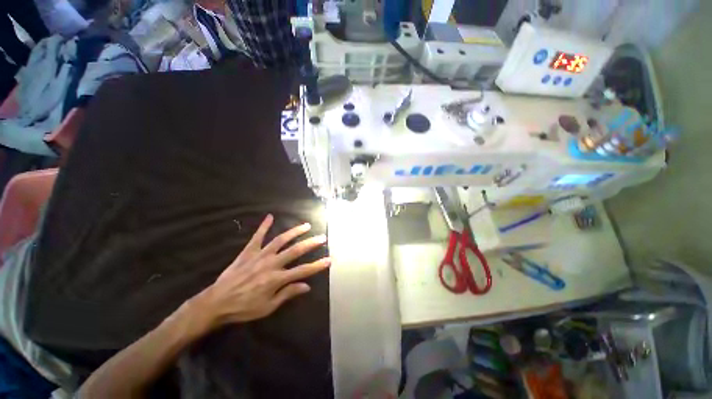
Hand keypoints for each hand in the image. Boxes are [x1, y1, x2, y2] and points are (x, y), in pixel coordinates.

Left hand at [197, 214, 329, 326]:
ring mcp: (260, 255)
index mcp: (276, 279)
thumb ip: (287, 294)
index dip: (317, 265)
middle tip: (322, 237)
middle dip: (311, 244)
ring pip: (280, 240)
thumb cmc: (243, 308)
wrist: (216, 303)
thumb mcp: (267, 307)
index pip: (303, 270)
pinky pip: (257, 237)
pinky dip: (263, 226)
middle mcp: (271, 264)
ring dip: (295, 232)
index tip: (329, 259)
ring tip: (306, 225)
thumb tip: (307, 286)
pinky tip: (270, 217)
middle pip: (295, 251)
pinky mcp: (248, 252)